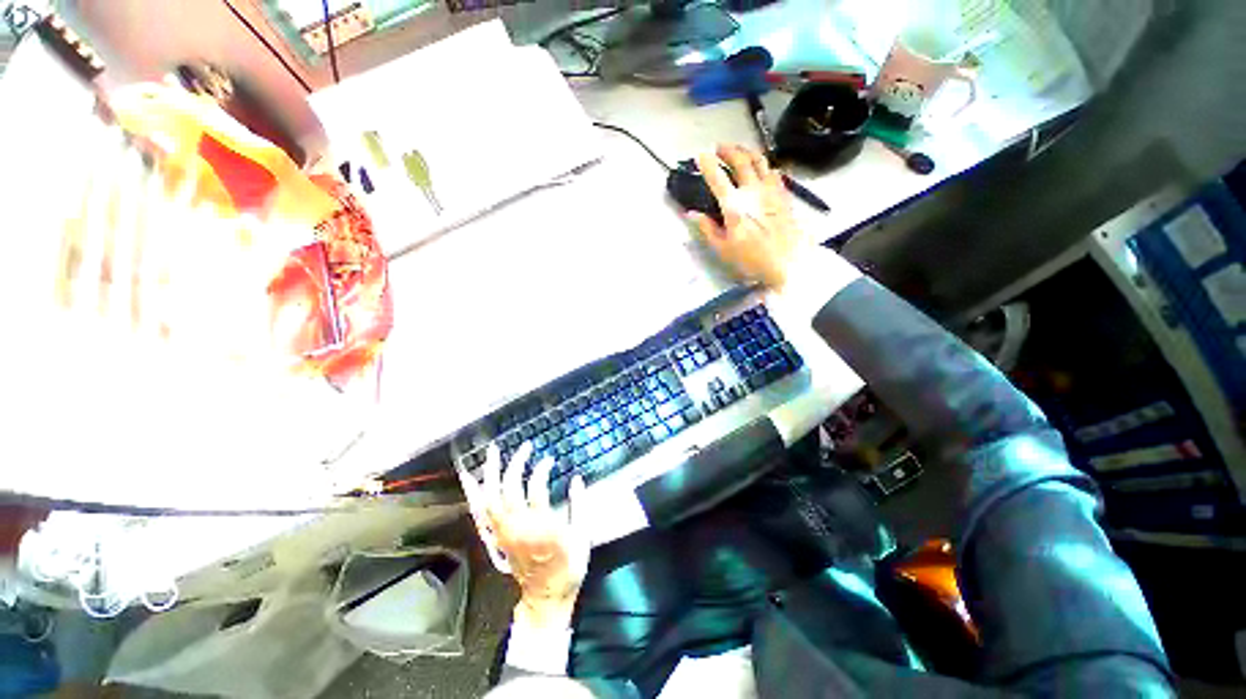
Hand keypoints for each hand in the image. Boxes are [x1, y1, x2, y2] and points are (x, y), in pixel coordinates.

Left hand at [457, 443, 589, 628]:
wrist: (545, 598)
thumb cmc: (567, 567)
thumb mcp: (583, 537)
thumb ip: (581, 506)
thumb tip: (577, 478)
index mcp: (542, 526)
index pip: (536, 488)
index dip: (542, 469)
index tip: (550, 459)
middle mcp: (518, 526)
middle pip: (510, 488)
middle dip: (516, 463)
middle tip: (525, 446)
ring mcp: (503, 532)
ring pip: (491, 497)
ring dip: (491, 472)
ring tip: (493, 451)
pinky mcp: (495, 538)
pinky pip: (480, 513)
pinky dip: (473, 494)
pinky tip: (470, 478)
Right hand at [689, 144, 803, 288]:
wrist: (788, 263)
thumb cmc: (752, 259)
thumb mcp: (723, 249)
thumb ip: (707, 229)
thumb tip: (692, 214)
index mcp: (735, 206)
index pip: (718, 178)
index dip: (707, 164)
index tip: (700, 156)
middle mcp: (753, 191)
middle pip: (741, 161)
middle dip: (728, 150)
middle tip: (719, 147)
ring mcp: (771, 190)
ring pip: (760, 161)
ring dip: (747, 151)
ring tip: (739, 151)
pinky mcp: (784, 195)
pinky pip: (774, 172)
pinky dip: (764, 165)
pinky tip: (762, 169)